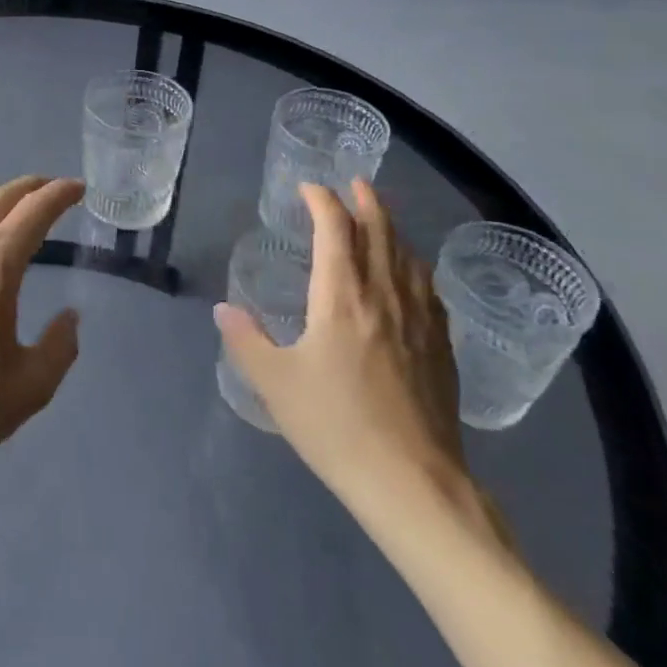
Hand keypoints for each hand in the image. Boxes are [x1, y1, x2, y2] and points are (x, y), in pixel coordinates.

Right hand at [216, 181, 474, 536]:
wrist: (413, 484)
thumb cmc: (336, 427)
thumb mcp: (275, 384)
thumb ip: (246, 340)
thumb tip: (224, 310)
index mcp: (341, 296)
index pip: (334, 229)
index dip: (322, 201)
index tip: (308, 189)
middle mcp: (384, 296)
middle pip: (380, 232)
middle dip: (366, 202)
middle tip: (355, 183)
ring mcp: (420, 321)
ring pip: (408, 257)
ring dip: (393, 229)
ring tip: (381, 220)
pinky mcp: (442, 348)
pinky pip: (429, 289)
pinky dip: (415, 267)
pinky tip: (414, 277)